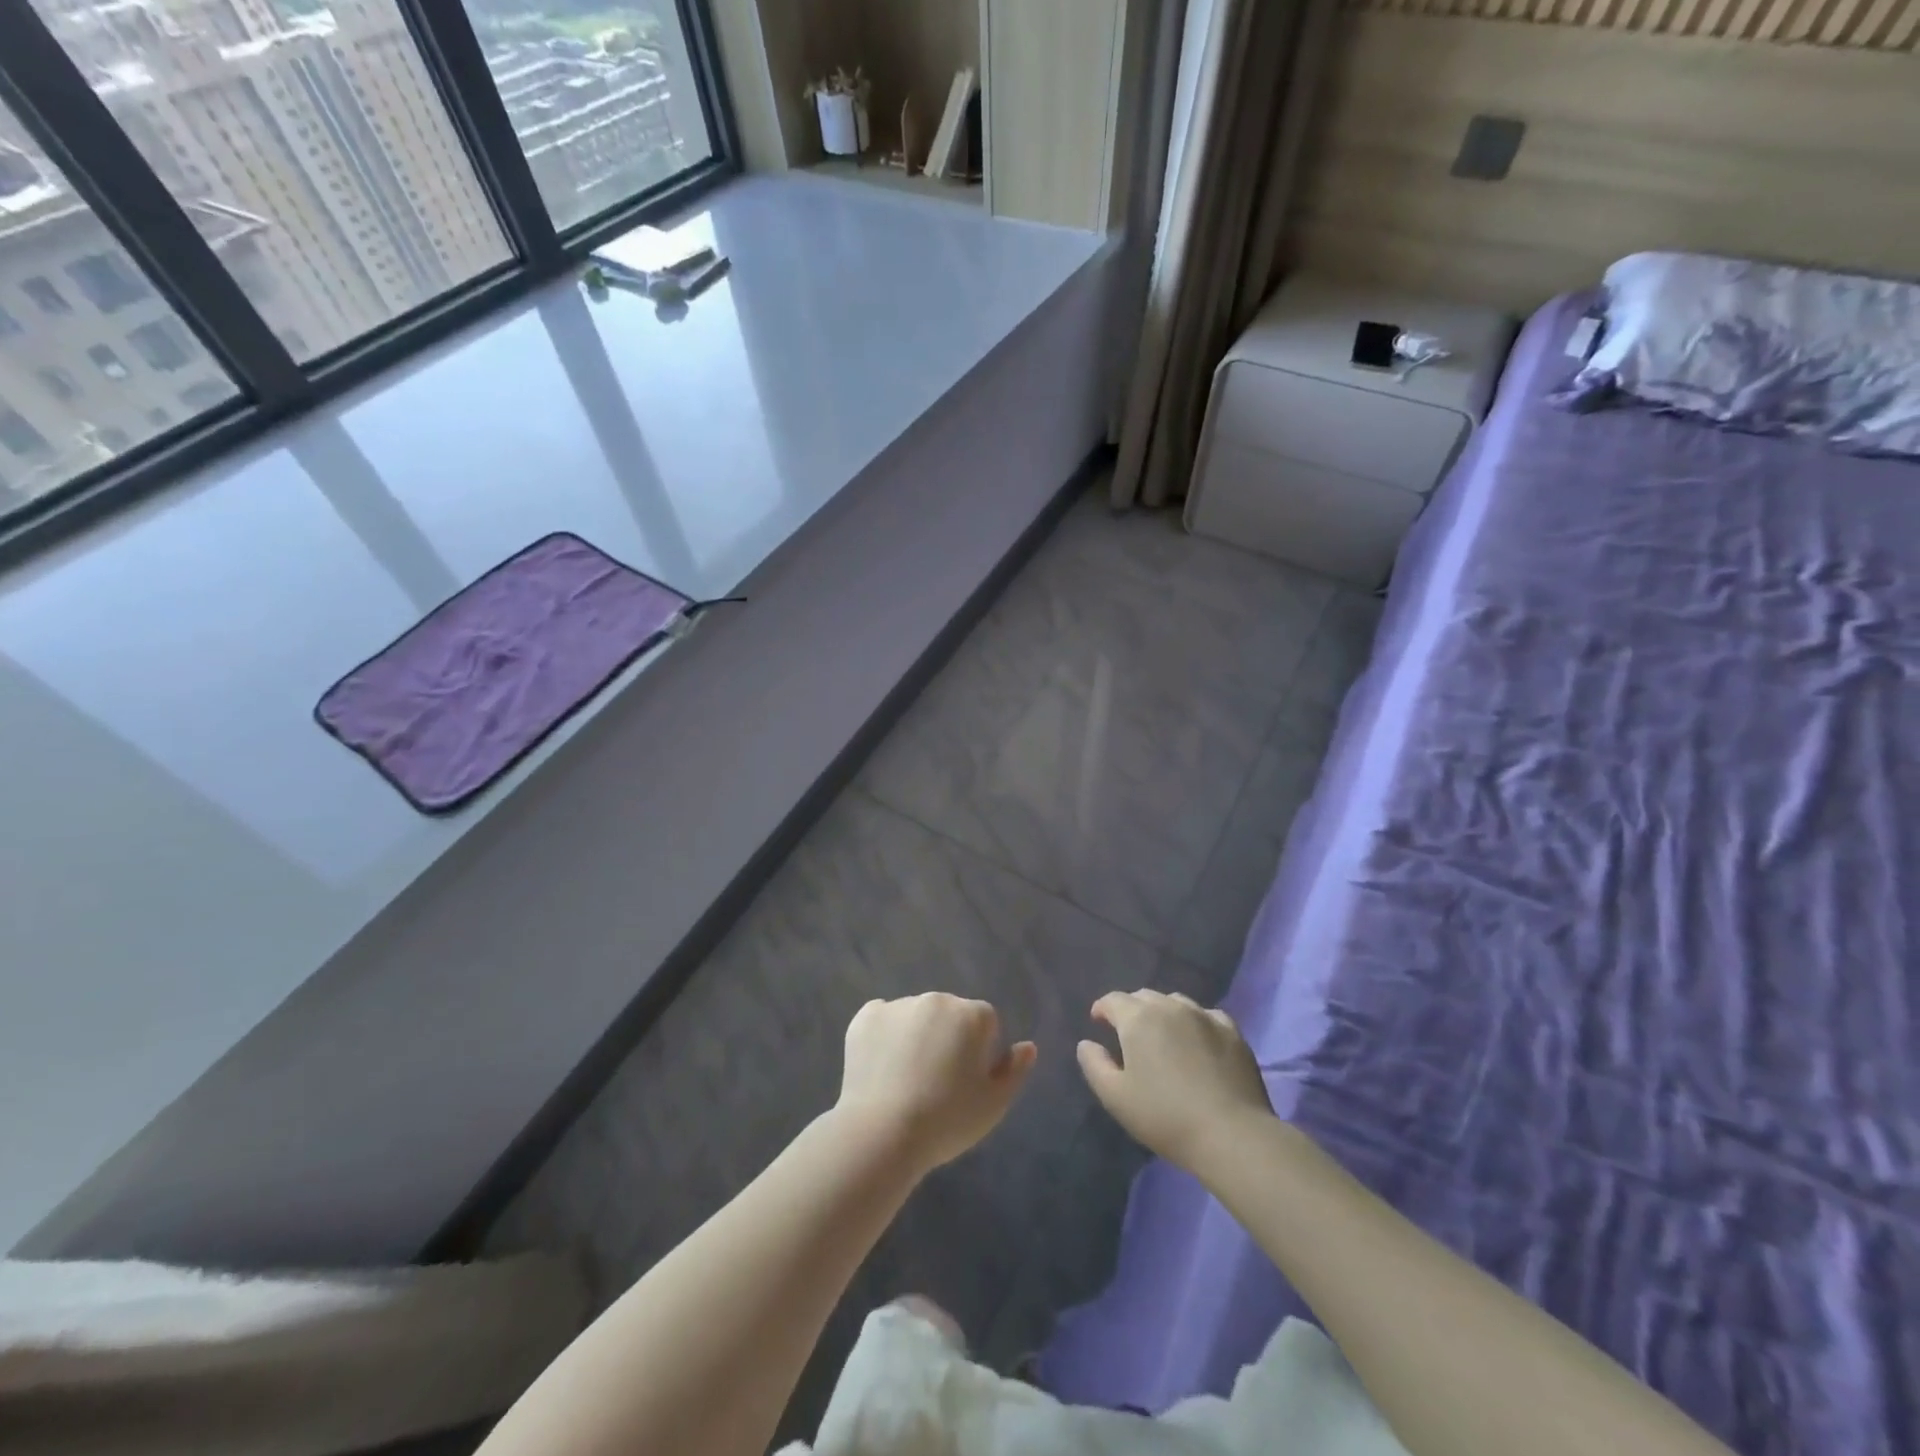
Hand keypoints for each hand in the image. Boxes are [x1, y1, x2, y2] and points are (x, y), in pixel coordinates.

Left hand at [836, 994, 1036, 1174]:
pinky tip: (881, 1067)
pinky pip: (882, 1019)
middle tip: (936, 1082)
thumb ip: (1015, 1071)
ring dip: (916, 1035)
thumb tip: (1027, 1046)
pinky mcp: (866, 1016)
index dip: (979, 1052)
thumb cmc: (947, 1119)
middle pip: (949, 1014)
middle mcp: (937, 999)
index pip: (986, 1023)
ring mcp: (899, 1004)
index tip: (966, 1083)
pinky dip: (884, 1036)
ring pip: (916, 1016)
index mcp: (972, 1014)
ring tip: (905, 1079)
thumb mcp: (994, 1104)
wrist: (882, 1132)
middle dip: (947, 1038)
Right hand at [1076, 990, 1273, 1173]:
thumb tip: (1086, 1043)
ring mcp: (1204, 1016)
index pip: (1113, 1000)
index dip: (1102, 1009)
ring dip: (1163, 1012)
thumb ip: (1094, 1064)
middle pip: (1144, 996)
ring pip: (1176, 1002)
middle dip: (1131, 1009)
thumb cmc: (1164, 1116)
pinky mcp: (1232, 1031)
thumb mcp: (1115, 1096)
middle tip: (1129, 1034)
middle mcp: (1170, 1007)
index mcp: (1138, 1019)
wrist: (1230, 1134)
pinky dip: (1196, 1022)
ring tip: (1163, 1035)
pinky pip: (1207, 1015)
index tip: (1098, 1022)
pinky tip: (1198, 1040)